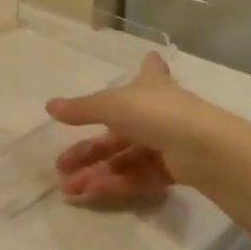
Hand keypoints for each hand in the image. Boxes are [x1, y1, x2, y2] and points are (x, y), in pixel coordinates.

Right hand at [47, 53, 212, 208]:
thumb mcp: (111, 105)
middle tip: (60, 165)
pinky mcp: (172, 171)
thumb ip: (81, 109)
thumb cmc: (156, 113)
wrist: (202, 149)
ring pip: (124, 158)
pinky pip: (137, 176)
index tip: (149, 57)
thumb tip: (49, 106)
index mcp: (150, 86)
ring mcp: (166, 143)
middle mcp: (159, 112)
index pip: (150, 71)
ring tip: (68, 187)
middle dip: (88, 150)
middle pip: (117, 131)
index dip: (148, 65)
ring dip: (95, 172)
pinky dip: (115, 183)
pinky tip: (91, 192)